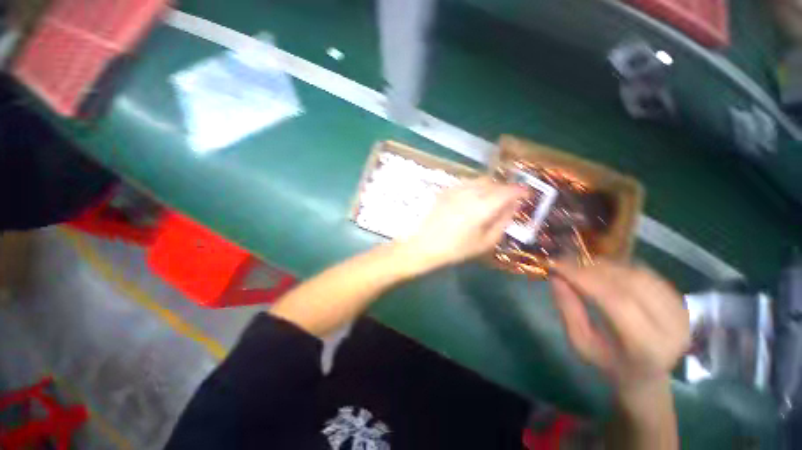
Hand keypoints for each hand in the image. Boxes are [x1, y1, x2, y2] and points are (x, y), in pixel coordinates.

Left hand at [397, 178, 526, 272]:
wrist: (423, 244)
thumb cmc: (455, 249)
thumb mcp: (485, 242)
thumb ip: (503, 222)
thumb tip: (513, 207)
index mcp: (482, 207)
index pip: (508, 191)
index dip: (520, 191)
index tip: (526, 194)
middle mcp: (470, 192)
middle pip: (494, 182)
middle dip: (504, 189)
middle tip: (508, 200)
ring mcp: (456, 189)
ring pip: (480, 180)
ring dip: (490, 186)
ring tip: (490, 200)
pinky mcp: (446, 190)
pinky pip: (466, 182)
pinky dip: (475, 187)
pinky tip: (472, 199)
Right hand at [551, 261, 689, 402]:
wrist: (646, 374)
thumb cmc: (608, 362)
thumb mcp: (580, 343)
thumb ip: (568, 310)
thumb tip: (556, 277)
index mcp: (647, 348)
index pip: (617, 302)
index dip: (585, 278)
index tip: (556, 264)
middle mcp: (672, 327)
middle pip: (630, 283)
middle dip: (592, 268)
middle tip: (564, 261)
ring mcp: (681, 312)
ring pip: (639, 274)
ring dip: (605, 265)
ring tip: (579, 264)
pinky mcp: (680, 301)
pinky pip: (646, 273)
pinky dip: (619, 266)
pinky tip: (601, 268)